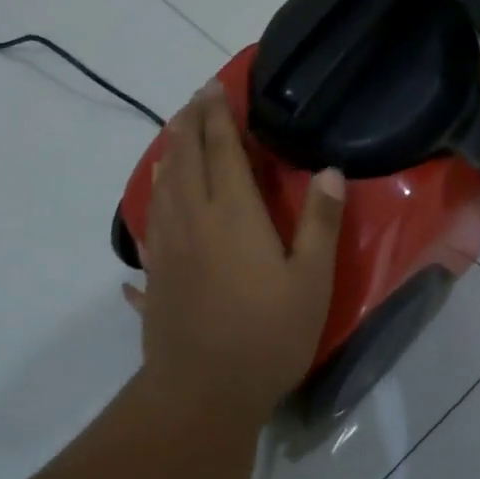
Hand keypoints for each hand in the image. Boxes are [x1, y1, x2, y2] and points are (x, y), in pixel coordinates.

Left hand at [125, 86, 345, 416]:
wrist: (202, 390)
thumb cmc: (266, 336)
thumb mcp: (310, 281)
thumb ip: (319, 222)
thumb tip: (330, 171)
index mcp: (232, 214)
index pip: (222, 149)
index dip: (218, 115)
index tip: (214, 88)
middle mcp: (192, 218)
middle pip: (185, 158)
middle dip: (190, 123)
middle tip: (195, 100)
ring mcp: (166, 245)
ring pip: (162, 184)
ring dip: (169, 153)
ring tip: (175, 135)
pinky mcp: (153, 271)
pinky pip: (149, 218)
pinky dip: (153, 194)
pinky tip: (154, 195)